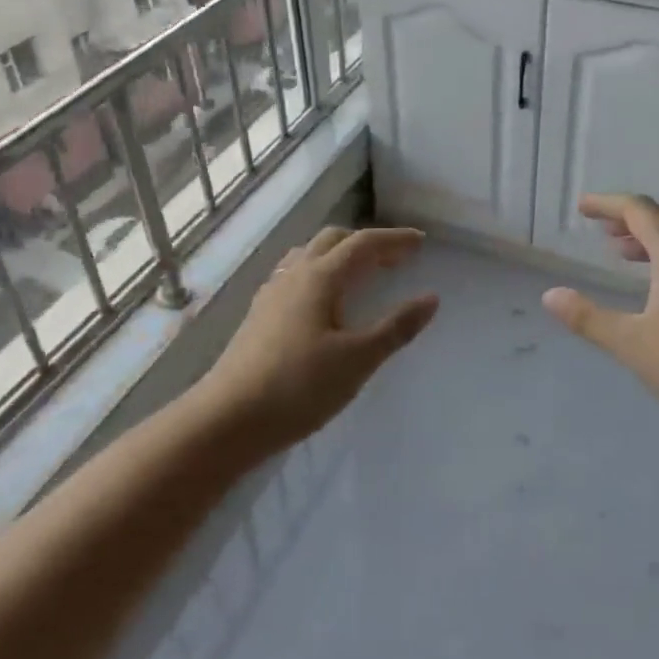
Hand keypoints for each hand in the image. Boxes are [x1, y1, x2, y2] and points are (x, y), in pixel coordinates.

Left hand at [199, 225, 438, 449]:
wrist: (227, 419)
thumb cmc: (299, 387)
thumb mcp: (357, 360)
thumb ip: (396, 327)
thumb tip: (431, 299)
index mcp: (320, 277)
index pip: (363, 243)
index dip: (394, 239)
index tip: (421, 242)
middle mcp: (294, 274)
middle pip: (333, 240)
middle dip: (367, 243)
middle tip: (395, 260)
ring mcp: (271, 293)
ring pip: (309, 255)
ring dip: (340, 254)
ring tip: (362, 275)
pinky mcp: (259, 314)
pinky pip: (294, 275)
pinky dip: (320, 272)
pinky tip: (323, 301)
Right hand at [542, 194, 658, 448]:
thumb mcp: (633, 345)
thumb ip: (589, 318)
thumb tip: (551, 295)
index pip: (640, 212)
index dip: (608, 204)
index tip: (582, 208)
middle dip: (632, 216)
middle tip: (603, 230)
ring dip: (652, 237)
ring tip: (622, 254)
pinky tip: (657, 288)